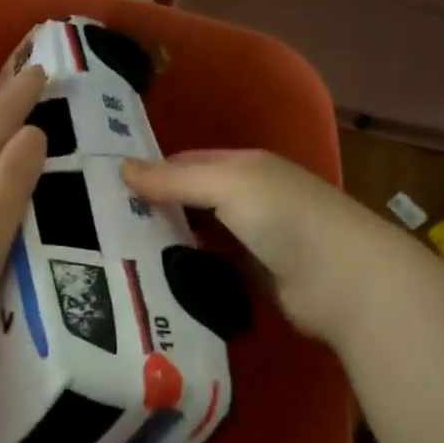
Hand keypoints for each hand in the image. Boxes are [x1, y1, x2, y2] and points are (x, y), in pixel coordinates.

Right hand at [121, 149, 399, 340]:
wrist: (342, 280)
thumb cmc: (284, 217)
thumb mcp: (227, 185)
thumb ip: (175, 179)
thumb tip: (120, 166)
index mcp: (243, 166)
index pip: (186, 163)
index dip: (150, 172)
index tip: (104, 189)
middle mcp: (247, 198)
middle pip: (190, 199)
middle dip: (152, 210)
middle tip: (100, 227)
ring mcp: (251, 239)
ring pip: (198, 235)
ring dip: (166, 242)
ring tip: (116, 255)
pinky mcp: (253, 276)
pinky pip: (210, 267)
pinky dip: (186, 270)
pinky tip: (153, 279)